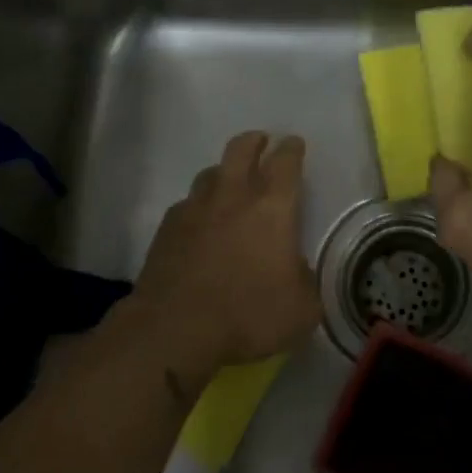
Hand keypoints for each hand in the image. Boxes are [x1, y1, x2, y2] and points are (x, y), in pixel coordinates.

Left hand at [128, 131, 321, 368]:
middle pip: (241, 149)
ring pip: (210, 173)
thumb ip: (305, 282)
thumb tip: (297, 271)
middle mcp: (233, 197)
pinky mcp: (166, 229)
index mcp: (272, 208)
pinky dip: (198, 207)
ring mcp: (195, 209)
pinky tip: (200, 224)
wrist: (175, 330)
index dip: (292, 149)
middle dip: (254, 141)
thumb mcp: (302, 309)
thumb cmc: (248, 315)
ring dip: (224, 172)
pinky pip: (187, 205)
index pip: (286, 162)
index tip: (294, 144)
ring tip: (230, 184)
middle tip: (261, 143)